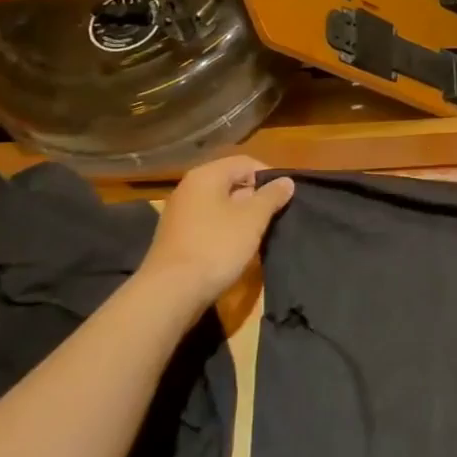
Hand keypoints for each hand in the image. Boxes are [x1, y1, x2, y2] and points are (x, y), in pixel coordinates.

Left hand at [143, 156, 293, 304]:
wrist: (170, 293)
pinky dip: (225, 231)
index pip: (245, 163)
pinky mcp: (176, 238)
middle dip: (256, 198)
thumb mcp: (252, 219)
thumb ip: (271, 196)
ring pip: (220, 205)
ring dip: (242, 217)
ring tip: (259, 235)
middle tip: (274, 217)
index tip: (285, 197)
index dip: (269, 176)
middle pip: (231, 182)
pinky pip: (208, 224)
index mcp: (206, 176)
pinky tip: (236, 249)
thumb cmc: (216, 246)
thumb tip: (285, 181)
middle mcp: (189, 188)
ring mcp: (179, 214)